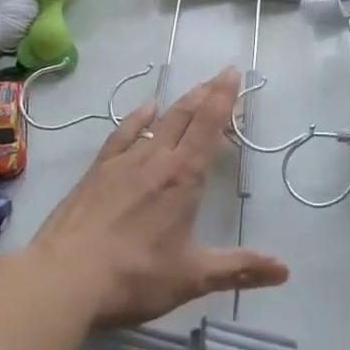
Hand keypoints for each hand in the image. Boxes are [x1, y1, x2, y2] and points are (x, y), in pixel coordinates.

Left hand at [32, 68, 288, 328]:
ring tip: (193, 90)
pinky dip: (138, 118)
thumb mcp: (192, 278)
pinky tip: (145, 109)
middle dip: (205, 93)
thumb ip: (239, 269)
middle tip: (220, 75)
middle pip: (185, 115)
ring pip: (158, 121)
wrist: (63, 278)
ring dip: (179, 103)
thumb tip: (285, 270)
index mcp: (183, 177)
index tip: (233, 71)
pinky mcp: (97, 171)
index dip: (223, 97)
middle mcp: (156, 159)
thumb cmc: (134, 277)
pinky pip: (123, 134)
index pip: (208, 126)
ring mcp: (123, 162)